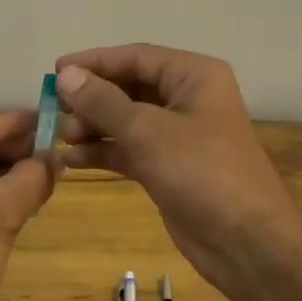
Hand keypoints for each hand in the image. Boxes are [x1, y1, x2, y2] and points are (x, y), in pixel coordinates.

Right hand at [55, 45, 301, 300]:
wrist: (247, 243)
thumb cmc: (201, 172)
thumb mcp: (147, 132)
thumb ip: (103, 102)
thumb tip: (66, 75)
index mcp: (194, 76)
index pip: (136, 56)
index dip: (94, 62)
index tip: (55, 72)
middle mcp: (188, 98)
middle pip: (130, 86)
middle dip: (92, 98)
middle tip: (54, 109)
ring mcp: (180, 134)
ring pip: (128, 119)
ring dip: (95, 126)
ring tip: (62, 137)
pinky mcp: (171, 166)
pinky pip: (131, 148)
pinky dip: (106, 151)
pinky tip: (74, 160)